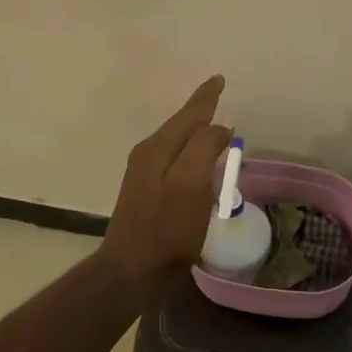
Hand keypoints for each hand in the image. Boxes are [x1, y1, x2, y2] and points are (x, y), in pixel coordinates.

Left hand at [104, 75, 233, 279]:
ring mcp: (144, 174)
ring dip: (194, 130)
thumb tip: (219, 127)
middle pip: (179, 124)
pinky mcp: (146, 194)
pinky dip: (189, 151)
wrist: (132, 271)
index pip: (189, 114)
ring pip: (175, 141)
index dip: (205, 97)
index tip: (219, 79)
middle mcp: (148, 154)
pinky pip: (173, 159)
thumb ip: (204, 147)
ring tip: (212, 123)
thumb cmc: (167, 227)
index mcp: (158, 147)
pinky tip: (197, 161)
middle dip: (199, 110)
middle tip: (217, 96)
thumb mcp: (191, 183)